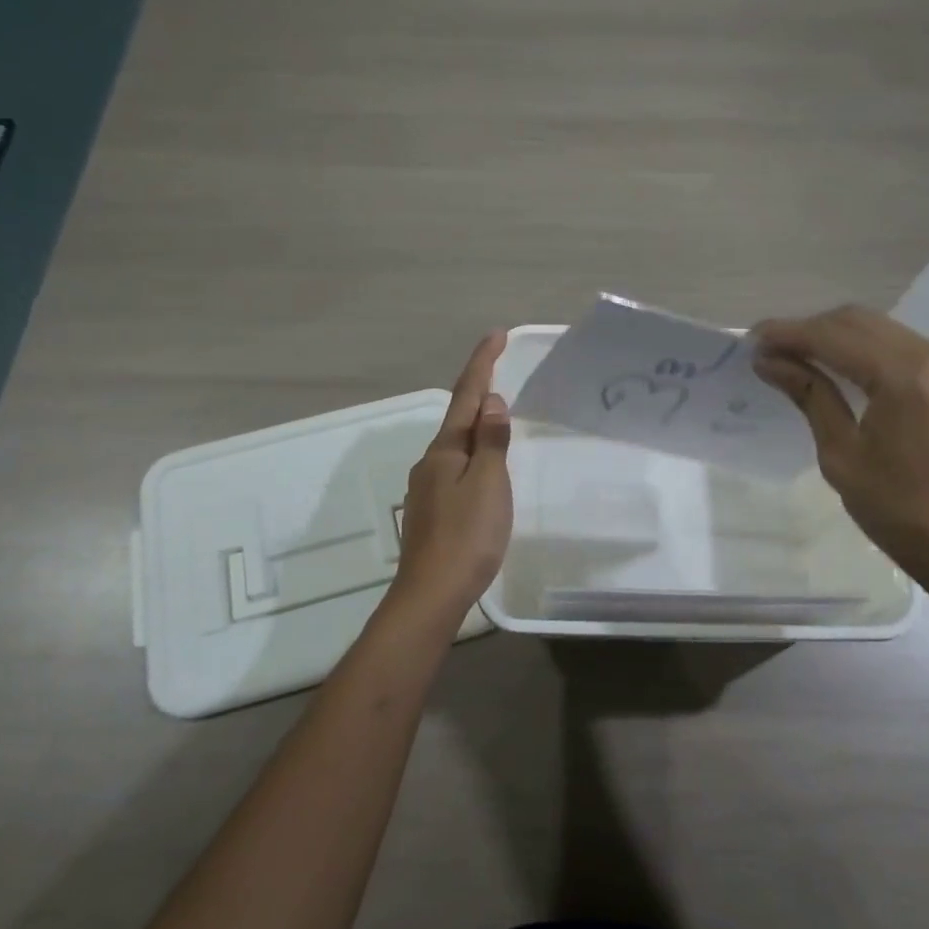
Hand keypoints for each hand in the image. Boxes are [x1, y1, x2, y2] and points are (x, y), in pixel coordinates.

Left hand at [394, 331, 513, 615]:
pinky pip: (457, 465)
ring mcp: (429, 486)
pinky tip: (484, 465)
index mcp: (446, 449)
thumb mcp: (489, 484)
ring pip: (457, 442)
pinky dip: (474, 451)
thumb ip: (491, 442)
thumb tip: (491, 402)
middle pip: (458, 415)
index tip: (496, 334)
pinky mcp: (433, 509)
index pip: (467, 395)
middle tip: (500, 365)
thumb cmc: (467, 536)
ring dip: (476, 420)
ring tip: (498, 411)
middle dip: (478, 387)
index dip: (482, 363)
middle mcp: (432, 461)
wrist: (431, 593)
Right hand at [754, 305, 928, 614]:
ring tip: (794, 356)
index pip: (833, 336)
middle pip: (857, 321)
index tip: (750, 340)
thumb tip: (769, 362)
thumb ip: (810, 396)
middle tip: (768, 348)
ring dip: (834, 336)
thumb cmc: (903, 513)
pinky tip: (836, 366)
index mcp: (905, 376)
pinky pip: (900, 345)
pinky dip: (863, 348)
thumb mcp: (842, 456)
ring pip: (879, 328)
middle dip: (809, 329)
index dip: (788, 333)